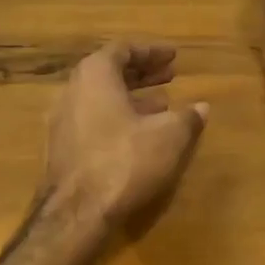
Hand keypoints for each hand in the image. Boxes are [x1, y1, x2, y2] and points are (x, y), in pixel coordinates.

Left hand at [38, 41, 208, 235]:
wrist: (76, 214)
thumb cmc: (125, 160)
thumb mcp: (169, 136)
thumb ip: (187, 117)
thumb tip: (202, 107)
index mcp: (95, 75)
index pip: (123, 49)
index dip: (151, 51)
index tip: (173, 56)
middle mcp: (73, 91)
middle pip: (109, 72)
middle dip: (142, 73)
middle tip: (170, 75)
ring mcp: (63, 121)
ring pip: (101, 98)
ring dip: (132, 97)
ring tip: (163, 104)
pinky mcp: (62, 149)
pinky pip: (94, 120)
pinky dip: (119, 118)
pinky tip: (141, 134)